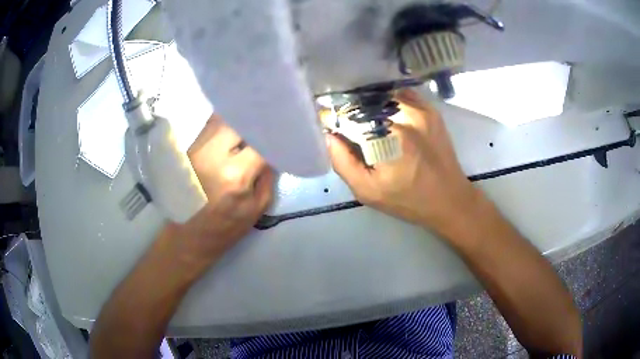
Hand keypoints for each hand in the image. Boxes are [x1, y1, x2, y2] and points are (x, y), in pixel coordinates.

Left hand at [160, 114, 273, 273]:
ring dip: (236, 121)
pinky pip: (208, 128)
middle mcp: (211, 157)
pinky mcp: (186, 151)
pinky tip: (229, 136)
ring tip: (247, 128)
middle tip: (263, 128)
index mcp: (234, 176)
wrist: (188, 237)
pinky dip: (222, 127)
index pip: (260, 141)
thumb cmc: (225, 229)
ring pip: (219, 119)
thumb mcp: (256, 209)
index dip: (273, 134)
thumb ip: (268, 177)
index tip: (283, 132)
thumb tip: (272, 151)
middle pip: (237, 121)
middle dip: (253, 123)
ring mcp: (194, 151)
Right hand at [327, 89, 480, 235]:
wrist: (450, 199)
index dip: (335, 121)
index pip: (348, 117)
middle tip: (351, 128)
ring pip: (382, 96)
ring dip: (370, 105)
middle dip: (352, 112)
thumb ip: (343, 163)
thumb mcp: (368, 191)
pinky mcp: (430, 109)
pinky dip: (389, 101)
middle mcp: (403, 115)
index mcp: (386, 137)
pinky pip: (401, 95)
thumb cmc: (408, 199)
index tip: (333, 129)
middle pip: (365, 102)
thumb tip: (329, 136)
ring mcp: (420, 109)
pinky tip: (387, 116)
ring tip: (368, 121)